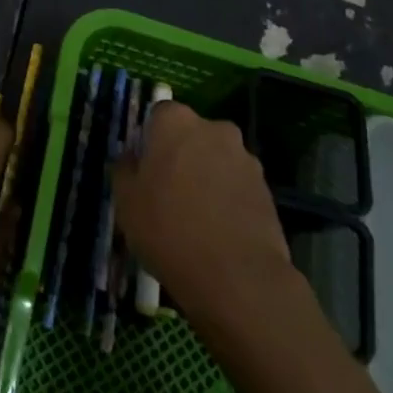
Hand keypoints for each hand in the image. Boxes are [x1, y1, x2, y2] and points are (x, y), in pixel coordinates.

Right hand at [114, 101, 296, 337]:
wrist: (237, 277)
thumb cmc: (168, 228)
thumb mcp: (125, 200)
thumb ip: (125, 169)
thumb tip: (132, 158)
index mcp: (176, 122)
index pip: (158, 114)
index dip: (150, 139)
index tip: (144, 166)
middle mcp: (214, 129)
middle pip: (192, 135)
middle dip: (182, 154)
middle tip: (168, 189)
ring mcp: (246, 159)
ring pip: (217, 160)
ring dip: (207, 176)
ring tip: (196, 215)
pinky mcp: (268, 190)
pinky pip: (237, 186)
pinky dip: (227, 199)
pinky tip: (218, 230)